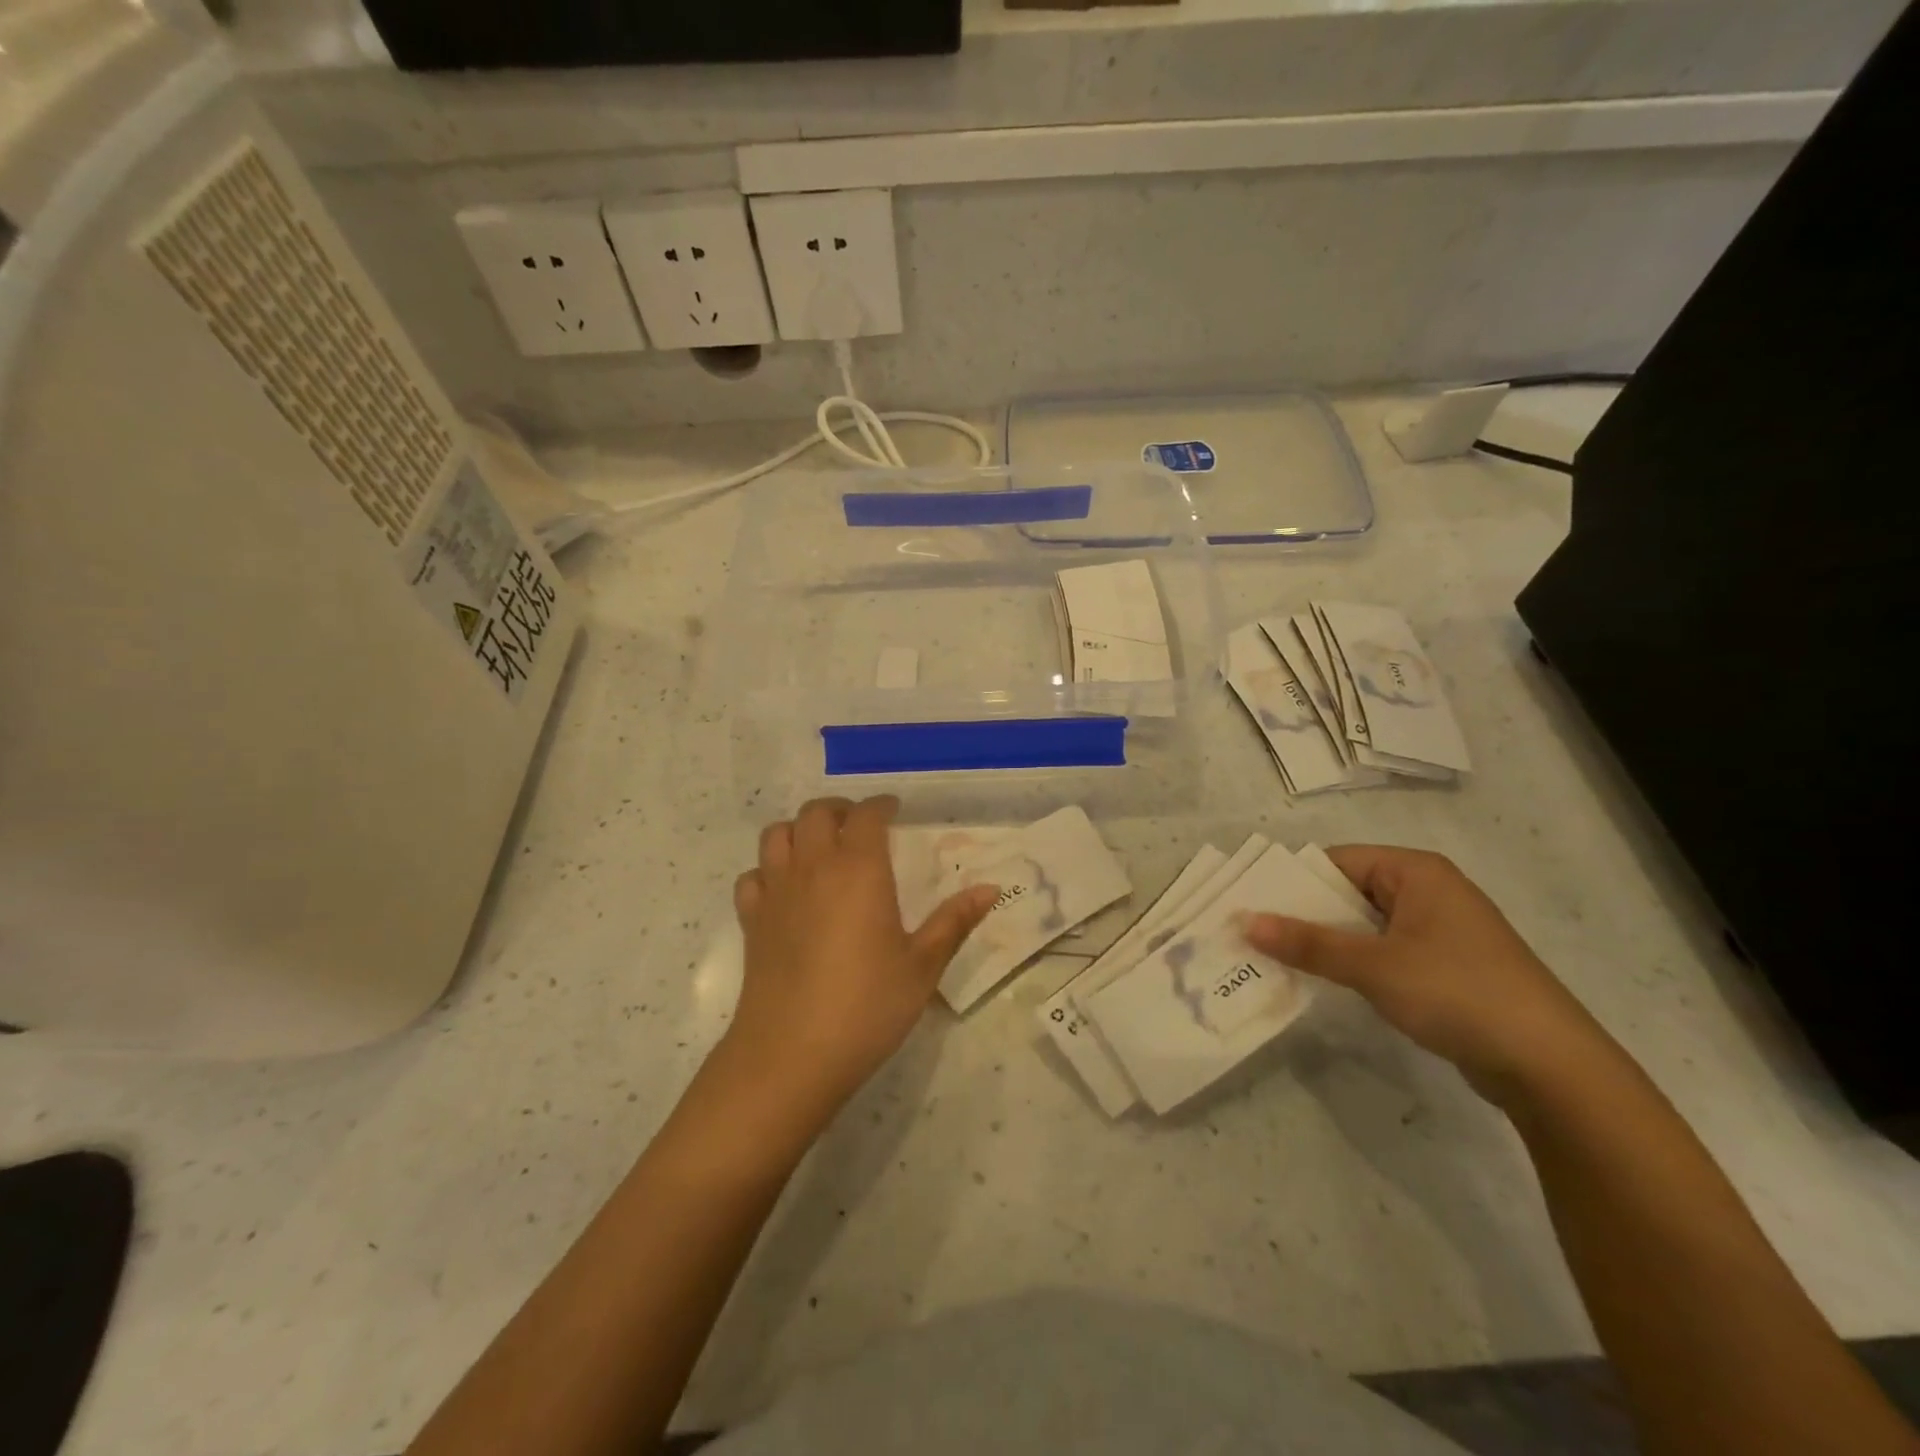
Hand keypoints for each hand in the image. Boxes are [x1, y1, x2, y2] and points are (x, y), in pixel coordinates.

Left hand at [723, 796, 998, 1119]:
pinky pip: (753, 877)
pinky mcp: (751, 921)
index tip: (894, 810)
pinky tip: (785, 890)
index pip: (866, 815)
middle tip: (860, 825)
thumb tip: (991, 888)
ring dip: (800, 830)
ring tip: (821, 848)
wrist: (791, 1054)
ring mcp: (776, 892)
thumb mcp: (922, 966)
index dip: (880, 805)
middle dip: (840, 810)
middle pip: (816, 813)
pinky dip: (768, 871)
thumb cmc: (867, 1006)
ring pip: (777, 835)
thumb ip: (954, 921)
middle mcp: (813, 867)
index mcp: (859, 869)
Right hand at [1242, 845, 1615, 1106]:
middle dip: (1302, 915)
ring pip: (1362, 925)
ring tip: (1274, 958)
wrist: (1551, 1067)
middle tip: (1251, 935)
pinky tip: (1321, 981)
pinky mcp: (1443, 966)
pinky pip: (1382, 951)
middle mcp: (1427, 891)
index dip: (1290, 882)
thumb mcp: (1374, 966)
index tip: (1247, 905)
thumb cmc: (1458, 993)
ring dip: (1324, 942)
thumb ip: (1307, 943)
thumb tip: (1244, 922)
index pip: (1334, 861)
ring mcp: (1438, 930)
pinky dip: (1351, 963)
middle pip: (1346, 892)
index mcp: (1415, 871)